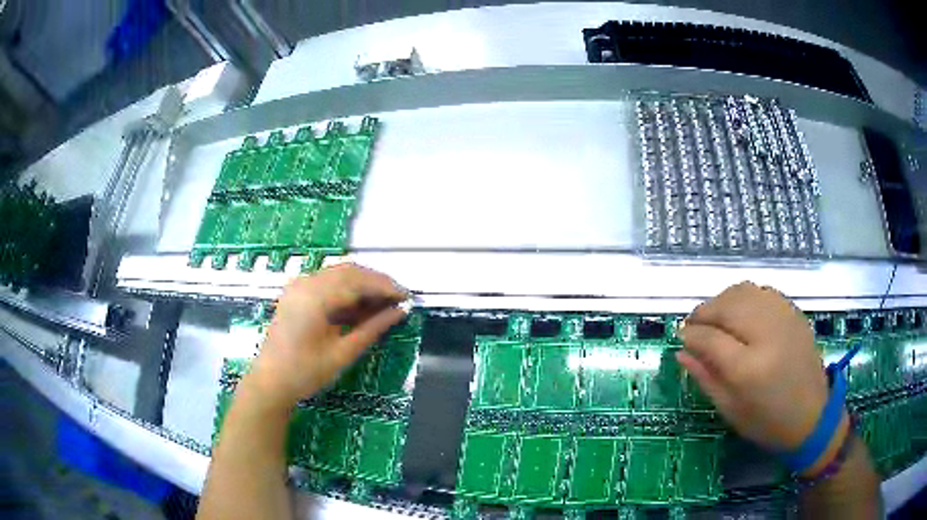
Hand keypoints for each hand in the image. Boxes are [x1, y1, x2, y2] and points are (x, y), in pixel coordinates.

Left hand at [244, 264, 407, 408]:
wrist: (270, 382)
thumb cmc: (305, 372)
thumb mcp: (343, 353)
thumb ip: (372, 329)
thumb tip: (400, 313)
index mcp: (315, 296)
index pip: (358, 281)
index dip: (386, 287)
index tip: (408, 297)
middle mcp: (306, 283)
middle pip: (349, 272)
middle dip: (376, 282)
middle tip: (398, 299)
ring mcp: (298, 286)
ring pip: (338, 274)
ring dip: (362, 284)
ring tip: (383, 303)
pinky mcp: (296, 293)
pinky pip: (326, 282)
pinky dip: (346, 290)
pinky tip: (360, 305)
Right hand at [678, 282, 832, 452]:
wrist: (813, 415)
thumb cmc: (768, 423)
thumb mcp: (731, 410)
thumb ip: (706, 378)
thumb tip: (681, 352)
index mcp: (749, 369)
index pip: (711, 339)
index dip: (691, 334)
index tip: (680, 336)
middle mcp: (767, 335)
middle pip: (726, 307)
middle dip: (703, 312)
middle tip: (693, 324)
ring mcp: (784, 319)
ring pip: (743, 292)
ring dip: (722, 301)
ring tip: (714, 317)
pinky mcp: (794, 313)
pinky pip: (762, 292)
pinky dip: (744, 297)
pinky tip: (740, 312)